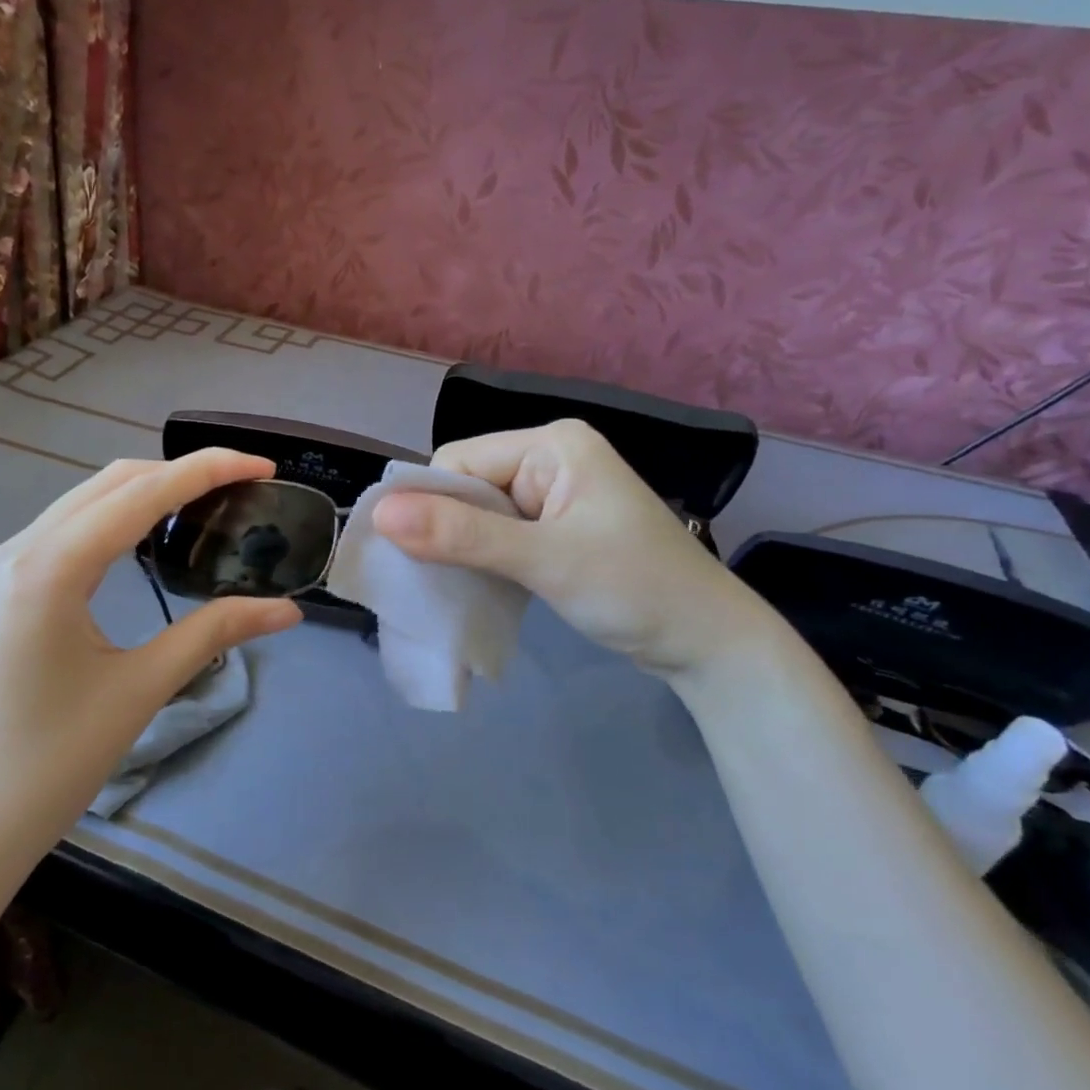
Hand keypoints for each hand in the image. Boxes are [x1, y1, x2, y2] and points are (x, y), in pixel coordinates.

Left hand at [0, 450, 301, 894]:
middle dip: (181, 472)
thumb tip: (287, 611)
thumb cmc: (49, 767)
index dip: (208, 470)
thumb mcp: (140, 691)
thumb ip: (214, 634)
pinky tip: (148, 539)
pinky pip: (66, 531)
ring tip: (208, 505)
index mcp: (48, 568)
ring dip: (147, 492)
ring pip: (85, 502)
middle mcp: (17, 550)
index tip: (264, 465)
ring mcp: (1, 568)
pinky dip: (116, 519)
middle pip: (111, 482)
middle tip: (244, 486)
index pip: (141, 492)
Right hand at [372, 419, 771, 673]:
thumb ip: (461, 535)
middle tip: (438, 578)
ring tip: (456, 586)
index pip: (459, 461)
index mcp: (551, 444)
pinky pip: (497, 535)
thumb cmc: (635, 589)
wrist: (708, 645)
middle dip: (447, 529)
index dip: (432, 504)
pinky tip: (480, 586)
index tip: (419, 556)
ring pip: (477, 514)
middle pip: (466, 485)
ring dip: (463, 549)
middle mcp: (549, 459)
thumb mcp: (544, 559)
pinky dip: (483, 560)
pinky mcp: (554, 530)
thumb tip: (381, 514)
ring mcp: (553, 496)